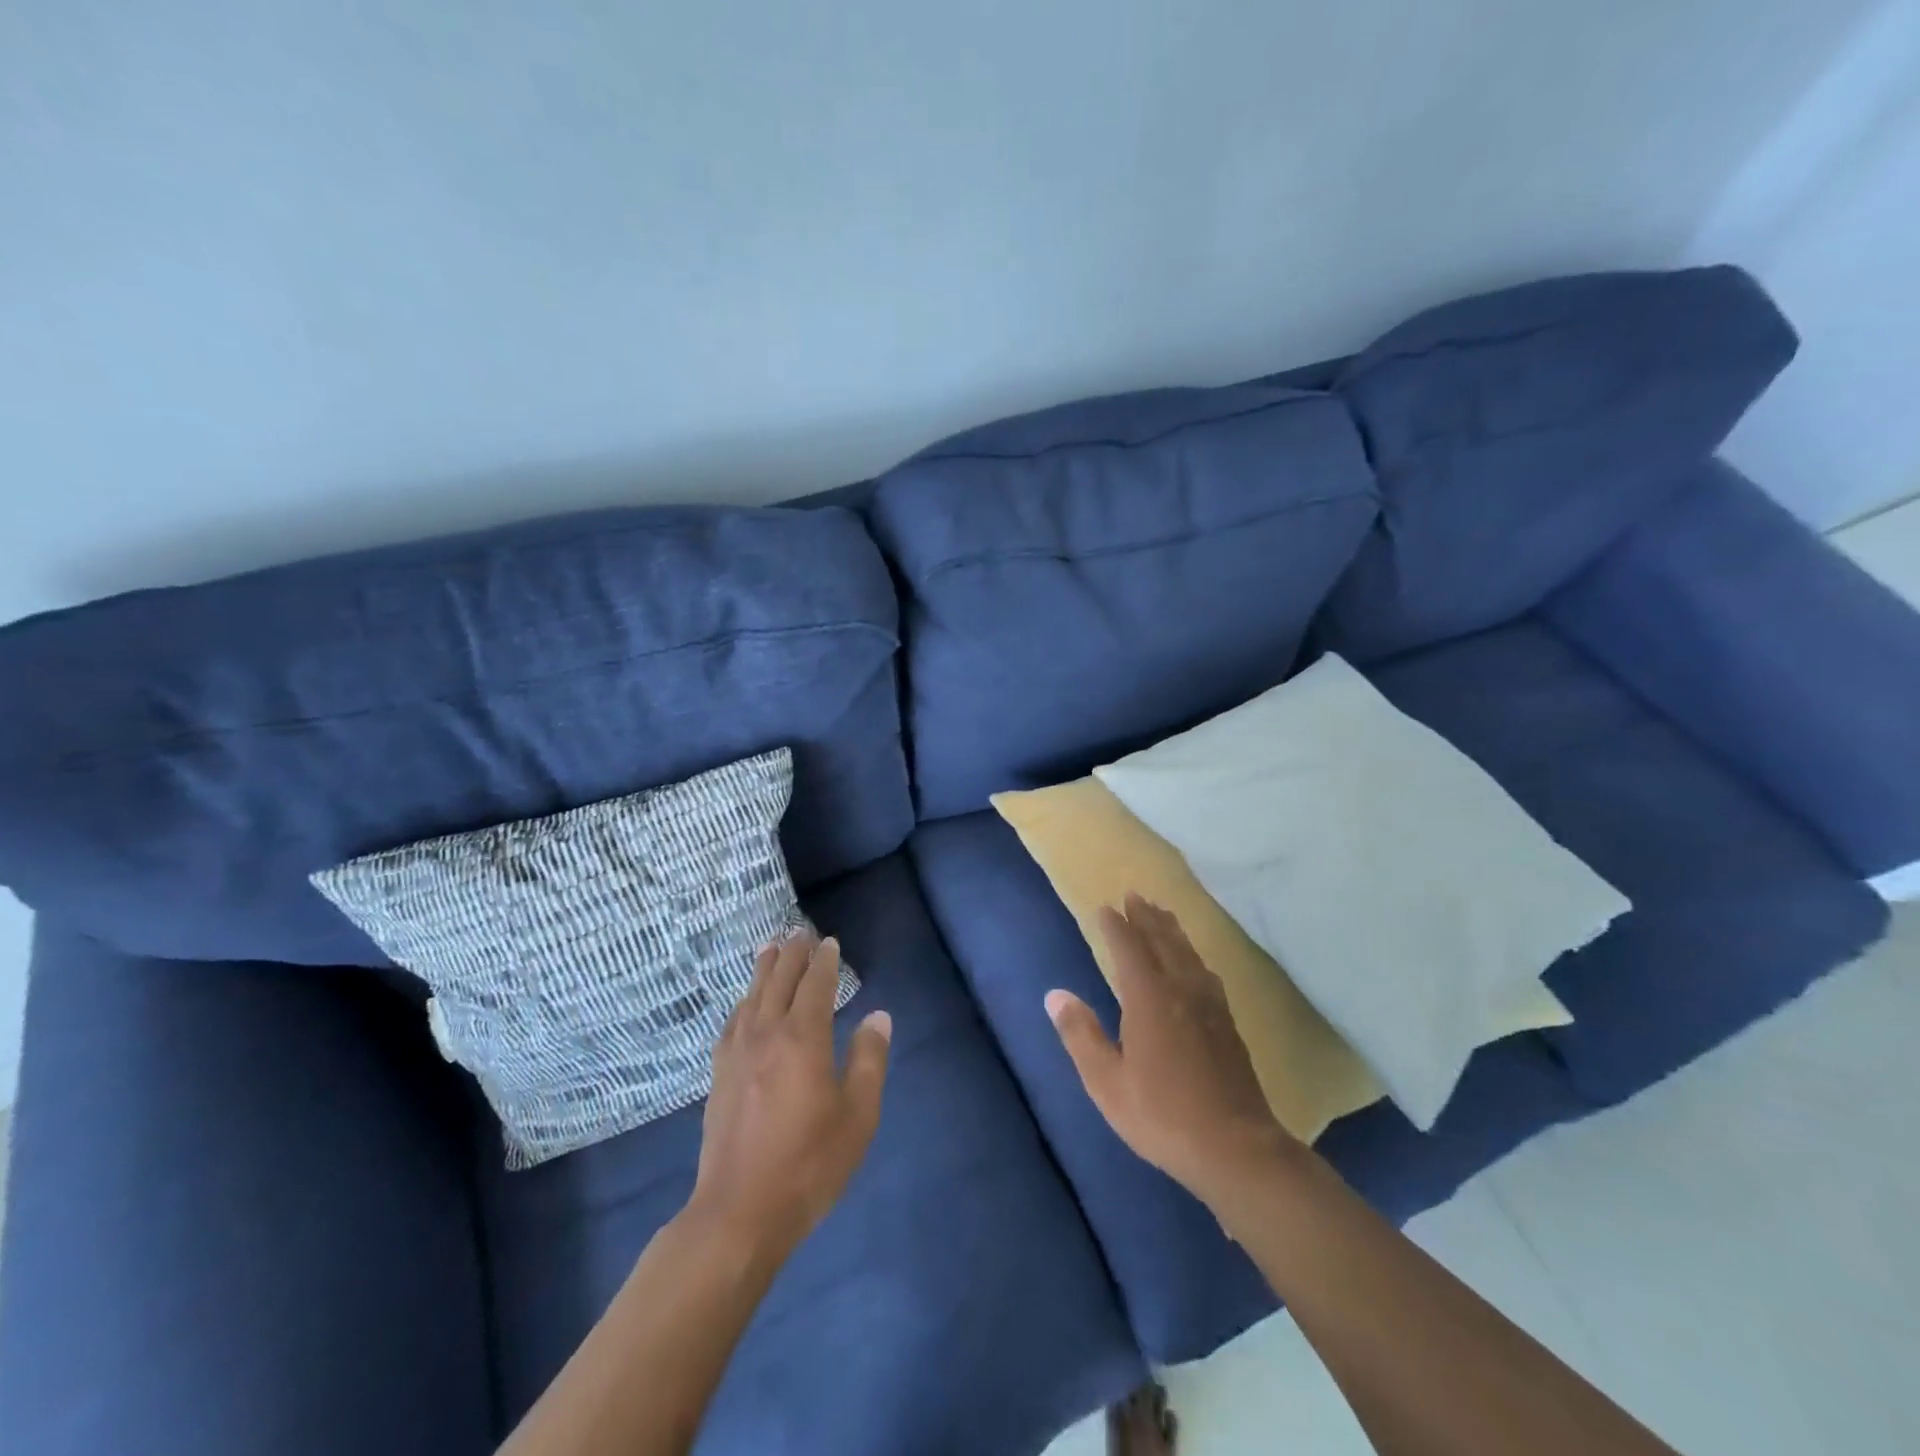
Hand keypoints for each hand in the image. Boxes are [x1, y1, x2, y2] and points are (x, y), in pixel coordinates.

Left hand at [688, 932, 891, 1259]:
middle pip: (779, 981)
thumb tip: (877, 1016)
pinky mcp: (719, 1075)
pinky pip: (732, 1022)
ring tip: (771, 948)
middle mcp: (767, 1033)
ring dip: (764, 969)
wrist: (738, 1213)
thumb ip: (869, 1060)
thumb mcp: (857, 1115)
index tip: (829, 942)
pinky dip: (743, 1002)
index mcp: (803, 1038)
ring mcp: (737, 1053)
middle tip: (800, 931)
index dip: (824, 961)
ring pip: (752, 996)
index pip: (815, 985)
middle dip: (792, 954)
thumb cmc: (809, 1164)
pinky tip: (744, 1004)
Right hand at [1046, 894, 1296, 1211]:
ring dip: (1171, 929)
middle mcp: (1182, 990)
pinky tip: (1193, 961)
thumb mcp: (1107, 1083)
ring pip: (1187, 952)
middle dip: (1146, 917)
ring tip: (1161, 912)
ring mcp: (1209, 1004)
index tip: (1105, 908)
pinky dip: (1191, 953)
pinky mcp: (1226, 1021)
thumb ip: (1081, 1035)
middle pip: (1163, 941)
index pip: (1129, 949)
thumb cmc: (1163, 1116)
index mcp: (1150, 999)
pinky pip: (1204, 970)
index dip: (1116, 926)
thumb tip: (1055, 995)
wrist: (1237, 1148)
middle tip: (1134, 895)